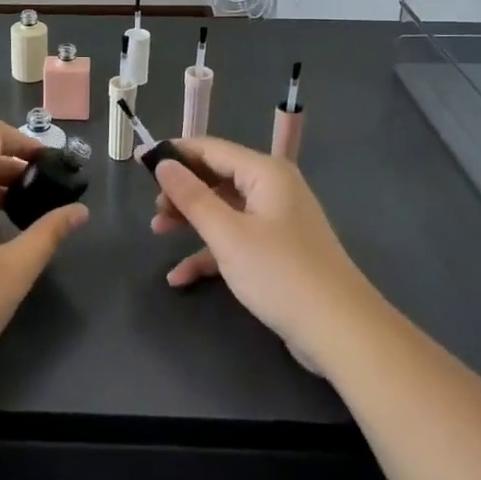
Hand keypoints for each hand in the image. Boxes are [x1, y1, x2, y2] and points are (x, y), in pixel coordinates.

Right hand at [151, 137, 377, 373]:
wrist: (340, 331)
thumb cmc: (280, 273)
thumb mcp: (227, 234)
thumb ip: (192, 197)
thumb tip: (163, 163)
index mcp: (265, 173)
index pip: (211, 149)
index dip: (175, 154)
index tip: (140, 162)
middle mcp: (273, 188)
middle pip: (217, 178)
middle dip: (182, 191)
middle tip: (152, 210)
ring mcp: (277, 221)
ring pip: (224, 209)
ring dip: (191, 220)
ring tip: (157, 232)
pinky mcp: (277, 251)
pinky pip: (236, 239)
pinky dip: (210, 252)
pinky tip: (180, 276)